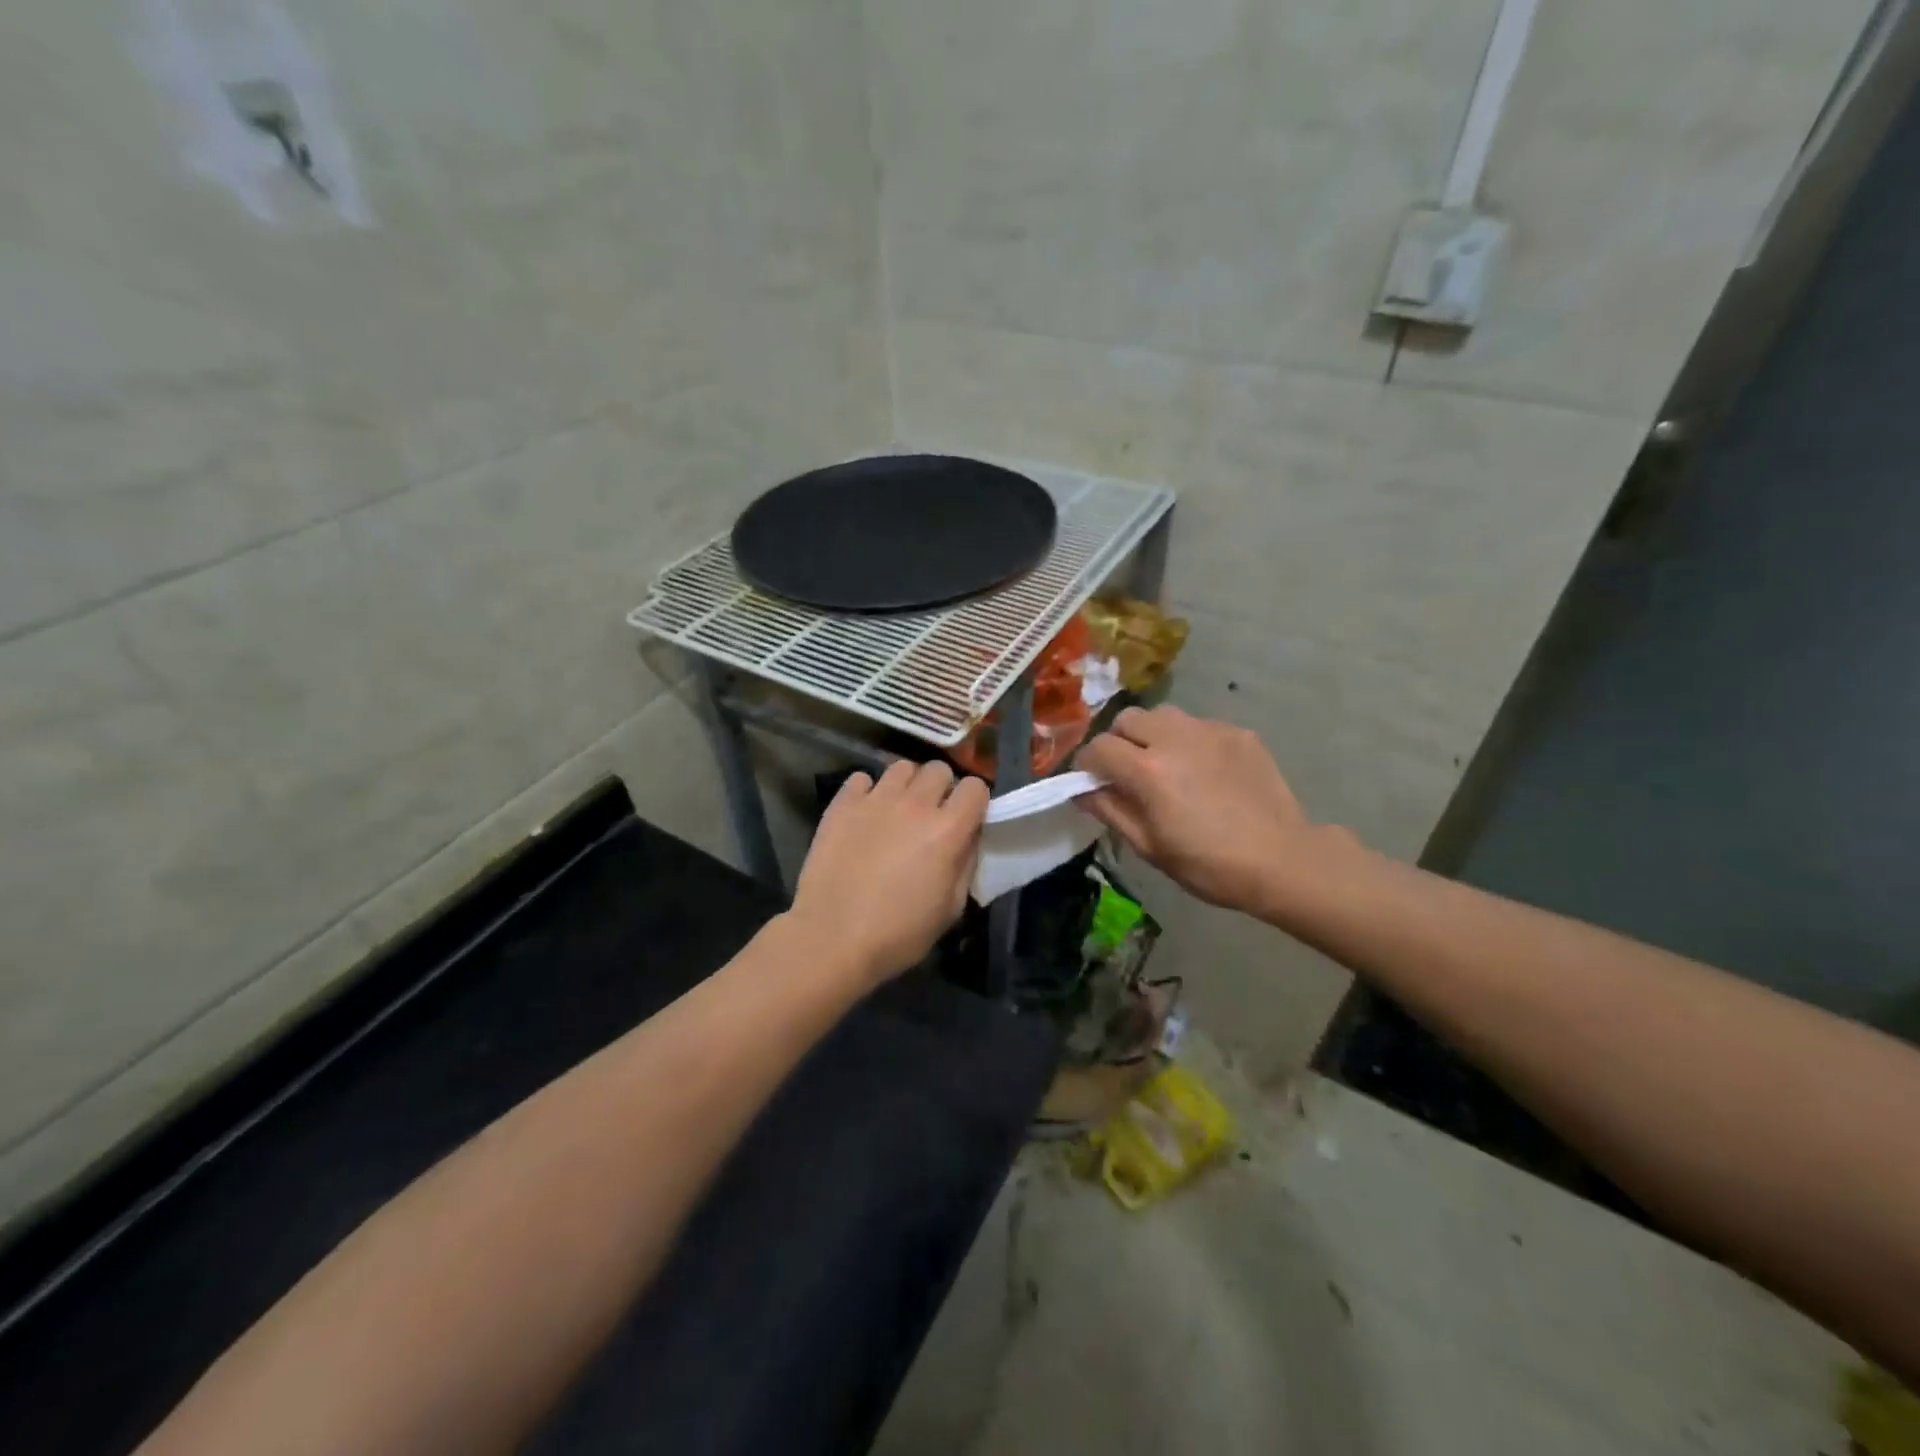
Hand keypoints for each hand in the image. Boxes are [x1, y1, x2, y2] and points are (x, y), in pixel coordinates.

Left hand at [790, 760, 990, 984]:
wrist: (831, 938)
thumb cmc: (898, 933)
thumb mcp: (950, 909)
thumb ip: (966, 866)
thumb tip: (968, 840)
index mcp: (948, 830)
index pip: (975, 787)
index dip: (974, 801)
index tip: (967, 819)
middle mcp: (915, 804)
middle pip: (939, 770)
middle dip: (942, 788)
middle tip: (932, 815)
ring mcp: (876, 800)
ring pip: (902, 767)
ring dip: (907, 785)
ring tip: (898, 809)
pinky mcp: (842, 804)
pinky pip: (862, 778)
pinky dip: (868, 791)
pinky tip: (865, 814)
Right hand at [1077, 706, 1355, 919]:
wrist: (1282, 860)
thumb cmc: (1208, 864)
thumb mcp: (1149, 846)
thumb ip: (1110, 810)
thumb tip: (1083, 790)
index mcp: (1148, 769)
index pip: (1098, 748)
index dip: (1087, 765)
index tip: (1092, 782)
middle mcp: (1174, 737)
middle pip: (1127, 719)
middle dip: (1118, 741)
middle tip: (1128, 771)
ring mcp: (1210, 730)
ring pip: (1163, 714)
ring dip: (1152, 734)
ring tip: (1165, 763)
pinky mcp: (1238, 732)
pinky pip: (1199, 725)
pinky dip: (1189, 741)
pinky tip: (1204, 771)